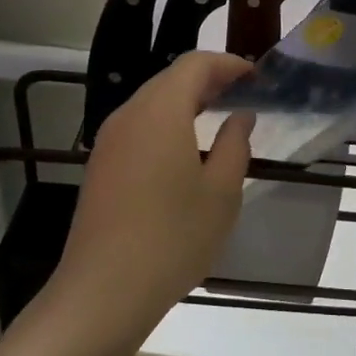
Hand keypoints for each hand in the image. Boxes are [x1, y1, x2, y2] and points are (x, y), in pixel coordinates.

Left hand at [48, 52, 254, 345]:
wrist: (103, 291)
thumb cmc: (173, 238)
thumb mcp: (221, 193)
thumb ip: (234, 144)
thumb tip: (240, 116)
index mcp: (160, 111)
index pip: (195, 64)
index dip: (227, 64)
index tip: (255, 77)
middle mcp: (129, 115)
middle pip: (170, 79)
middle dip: (207, 80)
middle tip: (241, 94)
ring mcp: (109, 141)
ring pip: (151, 103)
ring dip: (185, 102)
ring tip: (218, 118)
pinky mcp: (100, 166)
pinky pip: (138, 127)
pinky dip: (166, 124)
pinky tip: (185, 150)